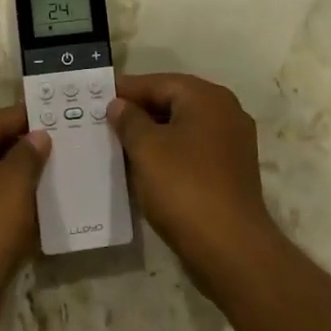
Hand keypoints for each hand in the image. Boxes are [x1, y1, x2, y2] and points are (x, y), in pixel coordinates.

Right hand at [107, 73, 281, 295]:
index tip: (97, 96)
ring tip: (119, 144)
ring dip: (153, 134)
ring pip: (183, 128)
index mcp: (207, 98)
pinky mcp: (232, 172)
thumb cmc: (184, 187)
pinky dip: (169, 154)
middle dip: (139, 111)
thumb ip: (129, 120)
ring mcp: (233, 144)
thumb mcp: (146, 148)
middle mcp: (226, 113)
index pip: (158, 82)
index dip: (126, 89)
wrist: (230, 248)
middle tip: (104, 120)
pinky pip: (193, 151)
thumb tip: (119, 105)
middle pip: (173, 102)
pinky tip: (145, 168)